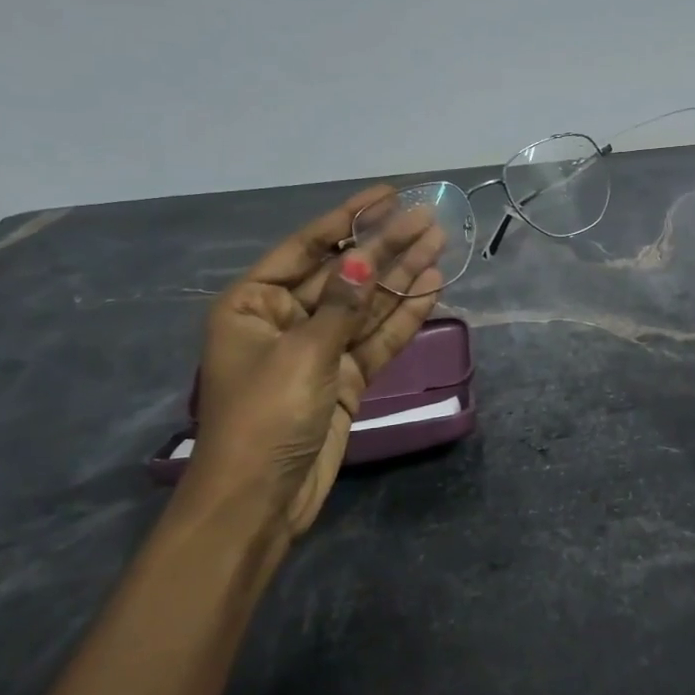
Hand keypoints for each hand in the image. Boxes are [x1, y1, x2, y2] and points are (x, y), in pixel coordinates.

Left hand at [189, 185, 445, 538]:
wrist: (261, 500)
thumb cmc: (265, 417)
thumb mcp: (302, 353)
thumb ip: (341, 305)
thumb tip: (366, 261)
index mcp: (255, 304)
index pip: (308, 247)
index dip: (349, 218)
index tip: (390, 194)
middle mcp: (286, 319)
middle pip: (345, 273)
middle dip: (385, 246)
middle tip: (429, 219)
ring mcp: (318, 350)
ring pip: (367, 304)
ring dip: (401, 276)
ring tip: (440, 244)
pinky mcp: (344, 378)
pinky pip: (377, 338)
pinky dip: (403, 316)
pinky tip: (432, 287)